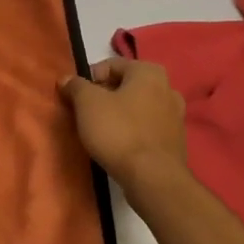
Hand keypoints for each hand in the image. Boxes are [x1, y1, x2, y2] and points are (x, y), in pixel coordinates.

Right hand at [60, 58, 186, 188]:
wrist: (152, 178)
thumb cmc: (118, 131)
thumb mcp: (87, 103)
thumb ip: (75, 86)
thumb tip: (67, 79)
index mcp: (149, 72)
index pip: (110, 66)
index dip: (88, 79)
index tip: (75, 98)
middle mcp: (167, 88)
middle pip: (125, 86)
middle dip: (104, 97)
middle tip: (85, 114)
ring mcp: (176, 116)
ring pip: (137, 108)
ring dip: (119, 114)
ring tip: (101, 131)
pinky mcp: (176, 141)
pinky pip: (147, 128)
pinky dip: (132, 131)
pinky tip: (119, 146)